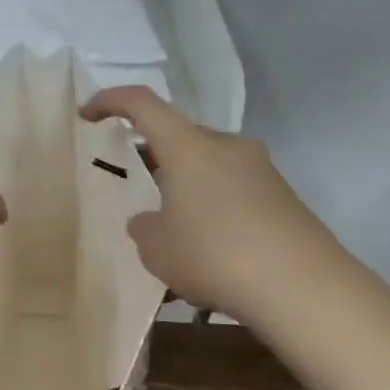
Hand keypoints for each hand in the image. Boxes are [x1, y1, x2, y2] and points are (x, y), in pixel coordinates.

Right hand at [81, 87, 349, 325]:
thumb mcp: (156, 248)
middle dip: (153, 158)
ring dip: (184, 189)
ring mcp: (260, 170)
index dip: (109, 102)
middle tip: (134, 189)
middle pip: (179, 138)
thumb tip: (151, 220)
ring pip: (207, 168)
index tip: (87, 116)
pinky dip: (211, 210)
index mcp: (189, 146)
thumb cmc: (214, 255)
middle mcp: (226, 146)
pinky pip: (233, 192)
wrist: (303, 287)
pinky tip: (207, 254)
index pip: (142, 104)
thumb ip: (144, 227)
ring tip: (170, 235)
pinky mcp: (282, 197)